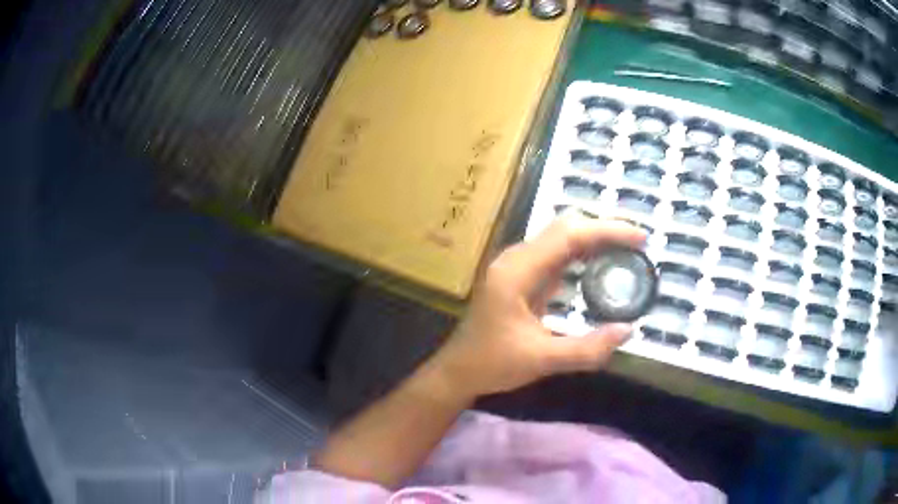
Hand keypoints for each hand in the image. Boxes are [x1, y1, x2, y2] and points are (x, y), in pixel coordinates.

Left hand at [431, 216, 646, 400]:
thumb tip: (628, 331)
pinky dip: (582, 254)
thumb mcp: (542, 360)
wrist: (458, 370)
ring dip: (594, 239)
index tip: (640, 237)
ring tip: (627, 249)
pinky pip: (557, 255)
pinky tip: (601, 264)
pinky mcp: (521, 276)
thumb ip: (586, 349)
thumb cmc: (492, 364)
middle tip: (638, 243)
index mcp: (517, 271)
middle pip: (565, 228)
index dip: (606, 231)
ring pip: (561, 238)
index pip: (568, 236)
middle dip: (603, 229)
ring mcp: (517, 265)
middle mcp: (516, 259)